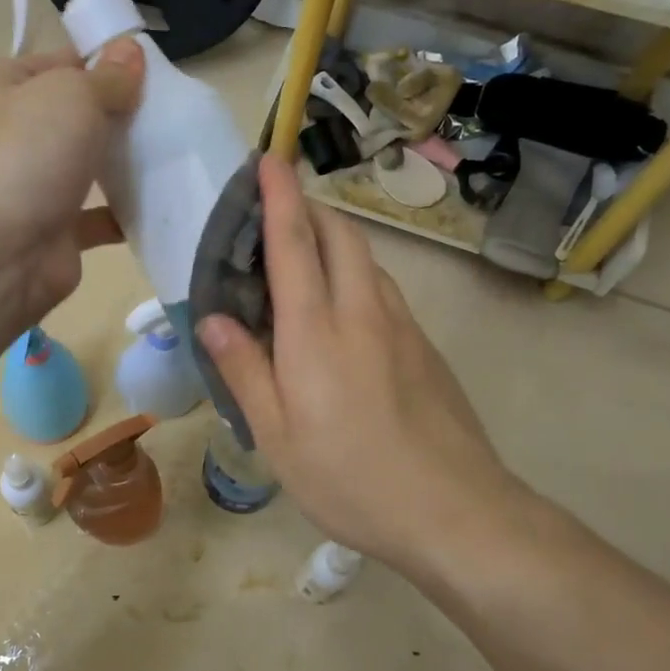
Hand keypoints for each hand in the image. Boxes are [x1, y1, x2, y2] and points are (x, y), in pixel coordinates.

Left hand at [0, 39, 143, 325]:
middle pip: (76, 116)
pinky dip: (124, 213)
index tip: (148, 74)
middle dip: (119, 116)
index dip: (103, 64)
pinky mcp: (54, 230)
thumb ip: (108, 77)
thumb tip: (130, 51)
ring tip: (171, 155)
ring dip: (123, 164)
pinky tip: (159, 203)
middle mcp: (11, 133)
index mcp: (1, 86)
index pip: (60, 64)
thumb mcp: (72, 95)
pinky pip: (97, 217)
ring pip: (86, 166)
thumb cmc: (27, 154)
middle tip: (167, 115)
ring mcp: (31, 185)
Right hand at [197, 156, 522, 572]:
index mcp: (316, 333)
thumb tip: (214, 318)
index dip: (280, 197)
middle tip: (278, 210)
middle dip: (310, 208)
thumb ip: (244, 371)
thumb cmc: (351, 478)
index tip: (269, 158)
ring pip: (368, 261)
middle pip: (341, 236)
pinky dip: (357, 276)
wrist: (455, 512)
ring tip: (305, 257)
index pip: (294, 245)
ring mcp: (403, 328)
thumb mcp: (278, 436)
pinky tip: (343, 312)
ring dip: (336, 241)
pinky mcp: (426, 348)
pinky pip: (384, 291)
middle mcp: (363, 313)